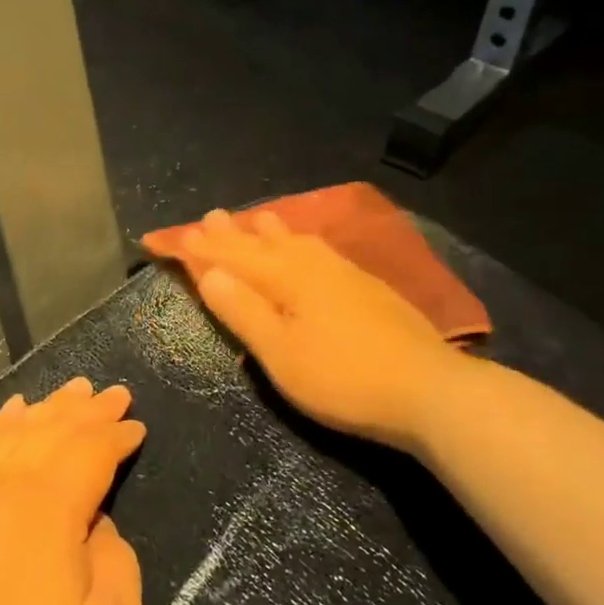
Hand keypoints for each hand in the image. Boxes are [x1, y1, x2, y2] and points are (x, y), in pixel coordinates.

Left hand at [0, 380, 145, 604]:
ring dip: (45, 409)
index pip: (90, 451)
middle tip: (112, 393)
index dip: (117, 435)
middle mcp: (1, 485)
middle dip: (87, 409)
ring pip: (9, 433)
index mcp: (47, 506)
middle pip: (51, 431)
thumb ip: (117, 562)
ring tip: (69, 391)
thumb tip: (97, 523)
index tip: (137, 427)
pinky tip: (7, 416)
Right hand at [155, 209, 462, 454]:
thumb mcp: (281, 354)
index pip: (233, 256)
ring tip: (257, 218)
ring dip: (270, 231)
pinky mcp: (367, 286)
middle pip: (264, 242)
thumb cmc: (343, 378)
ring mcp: (345, 272)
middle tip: (211, 216)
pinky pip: (320, 249)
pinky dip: (300, 241)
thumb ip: (244, 311)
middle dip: (234, 233)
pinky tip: (309, 247)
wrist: (428, 389)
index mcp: (287, 277)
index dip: (202, 248)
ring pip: (297, 241)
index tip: (176, 235)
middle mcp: (313, 264)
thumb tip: (209, 272)